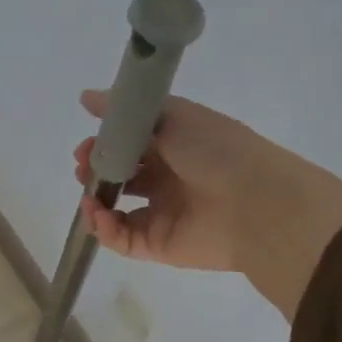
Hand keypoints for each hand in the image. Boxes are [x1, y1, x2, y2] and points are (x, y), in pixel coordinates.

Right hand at [73, 91, 341, 318]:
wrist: (257, 203)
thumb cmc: (217, 150)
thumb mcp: (174, 116)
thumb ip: (127, 109)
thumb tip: (85, 96)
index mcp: (175, 147)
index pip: (130, 144)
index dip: (105, 143)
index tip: (88, 143)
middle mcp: (168, 180)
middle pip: (120, 177)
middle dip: (95, 171)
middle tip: (83, 167)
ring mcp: (162, 214)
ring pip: (116, 211)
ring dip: (95, 201)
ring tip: (88, 195)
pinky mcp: (159, 245)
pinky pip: (122, 239)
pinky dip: (103, 228)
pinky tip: (97, 214)